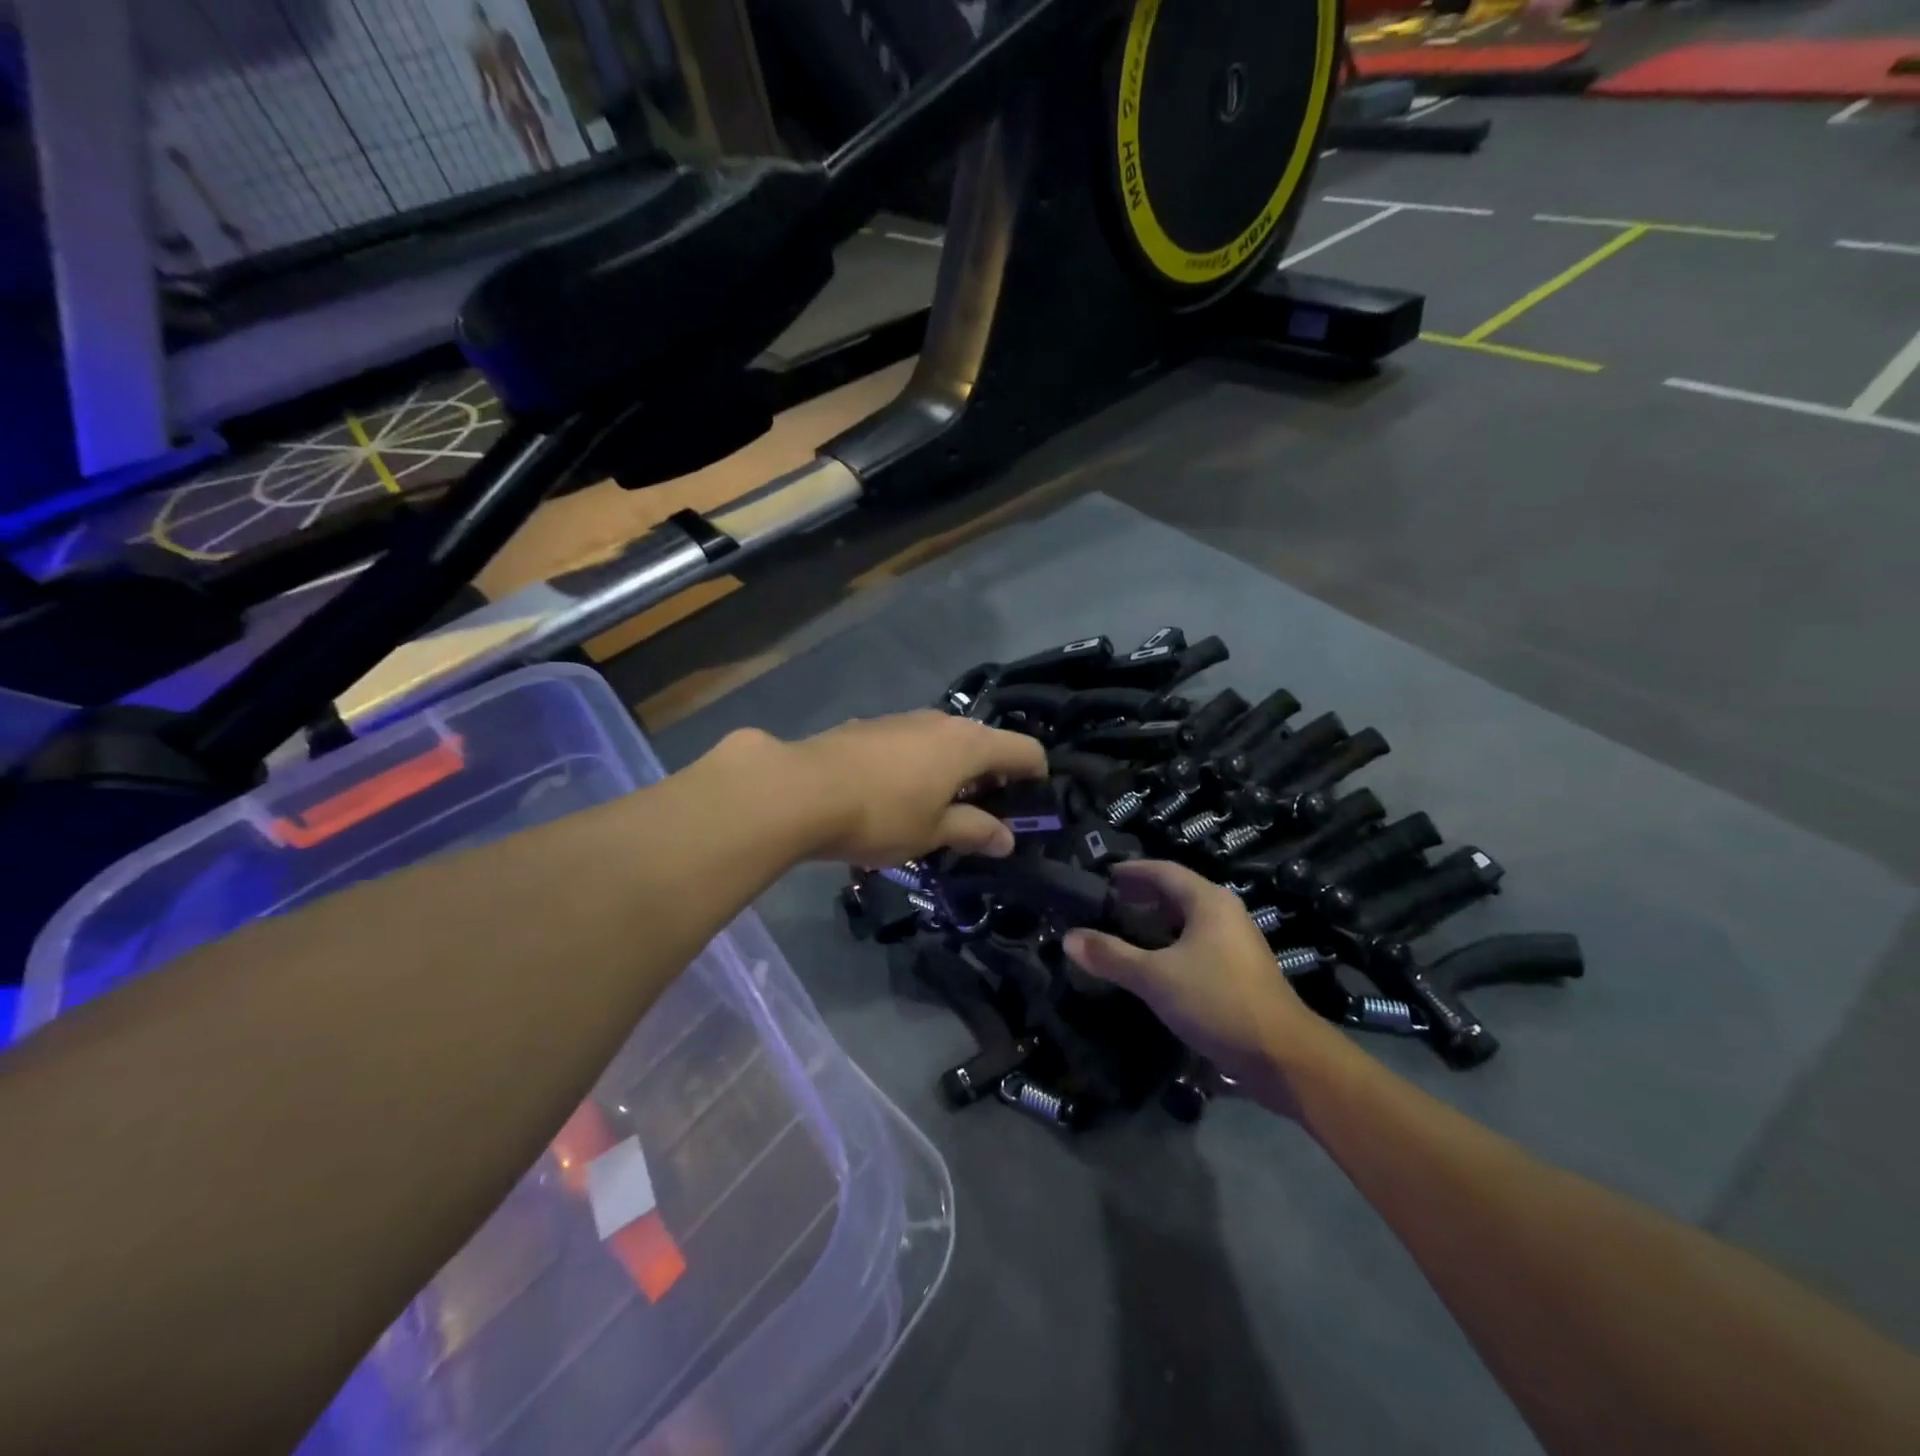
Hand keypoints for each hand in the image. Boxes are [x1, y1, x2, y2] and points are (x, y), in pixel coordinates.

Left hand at [775, 712, 1048, 865]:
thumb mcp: (933, 832)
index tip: (1033, 805)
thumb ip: (974, 831)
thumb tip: (1007, 839)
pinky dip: (921, 765)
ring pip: (945, 742)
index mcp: (969, 744)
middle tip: (986, 815)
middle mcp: (941, 722)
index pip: (1024, 750)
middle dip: (992, 777)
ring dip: (954, 771)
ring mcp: (903, 719)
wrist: (800, 789)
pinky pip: (912, 744)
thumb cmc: (881, 814)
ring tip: (940, 807)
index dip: (1036, 776)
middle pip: (985, 743)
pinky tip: (897, 794)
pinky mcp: (870, 726)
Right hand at [1063, 861, 1348, 1106]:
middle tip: (1103, 906)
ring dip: (1154, 924)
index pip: (1162, 871)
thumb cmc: (1217, 1001)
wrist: (1283, 1057)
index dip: (1130, 871)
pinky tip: (1151, 966)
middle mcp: (1225, 913)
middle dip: (1139, 897)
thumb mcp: (1155, 977)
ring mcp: (1236, 943)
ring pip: (1187, 922)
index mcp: (1208, 901)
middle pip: (1176, 893)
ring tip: (1120, 933)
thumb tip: (1068, 938)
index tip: (1100, 876)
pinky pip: (1197, 944)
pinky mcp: (1240, 972)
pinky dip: (1170, 946)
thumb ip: (1111, 956)